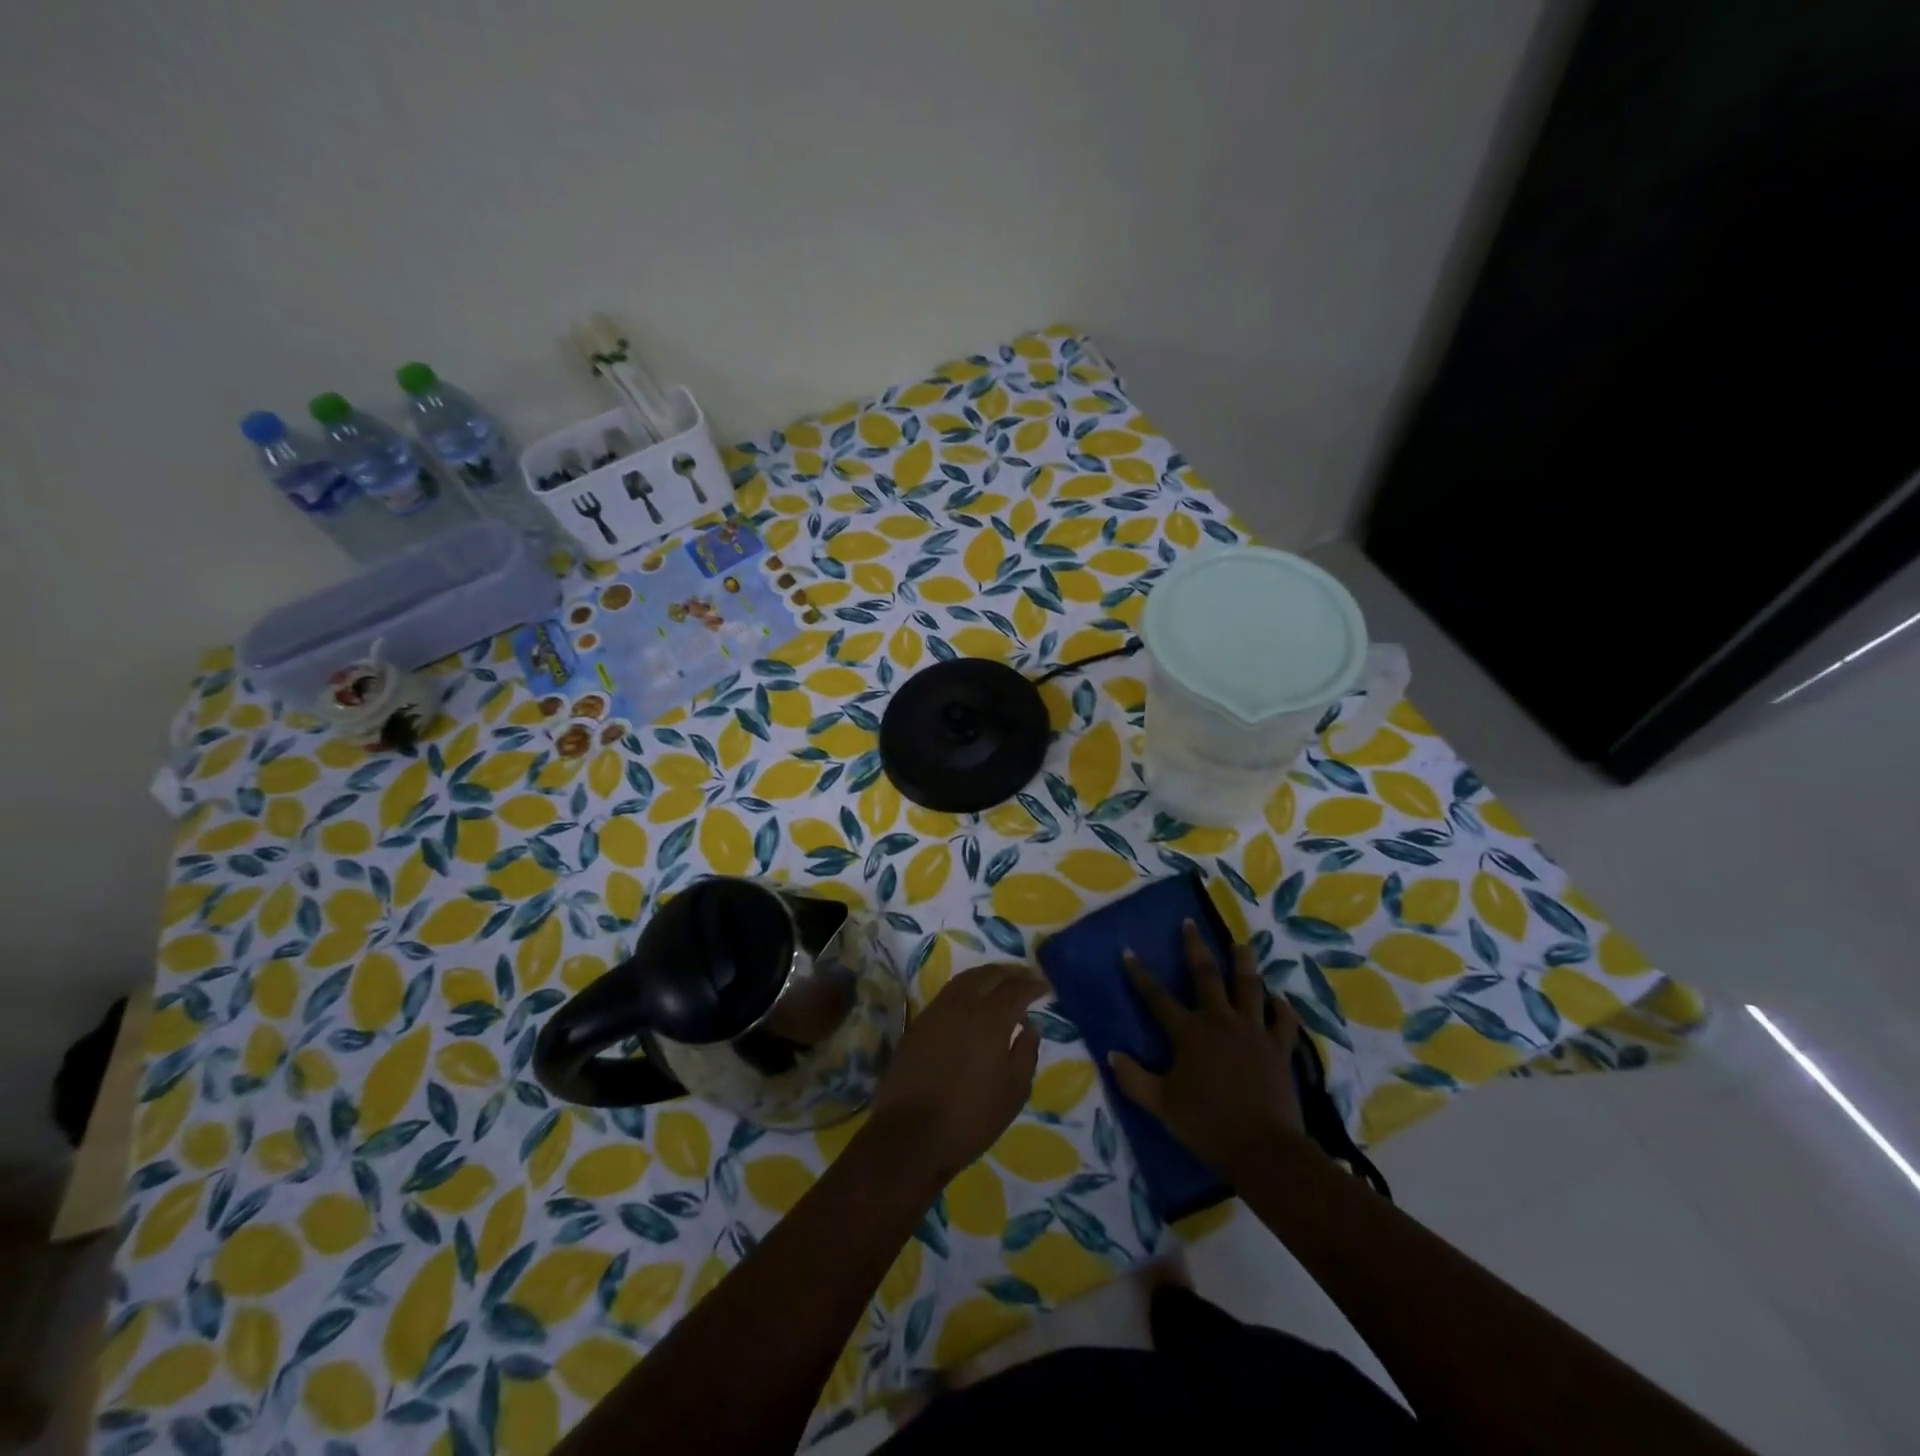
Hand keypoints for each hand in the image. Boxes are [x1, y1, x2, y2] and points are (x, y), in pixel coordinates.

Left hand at [869, 963, 1045, 1184]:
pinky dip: (966, 986)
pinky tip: (973, 998)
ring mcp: (937, 1011)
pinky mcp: (919, 1022)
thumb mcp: (1012, 1094)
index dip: (1033, 983)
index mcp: (990, 1021)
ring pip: (965, 979)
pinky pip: (948, 992)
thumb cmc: (970, 1119)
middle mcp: (962, 1006)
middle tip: (1026, 975)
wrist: (911, 1135)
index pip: (1015, 989)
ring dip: (987, 974)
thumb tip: (1031, 1025)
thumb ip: (1026, 1054)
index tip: (1045, 984)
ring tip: (1001, 980)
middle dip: (1011, 971)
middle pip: (989, 975)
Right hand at [1108, 920, 1305, 1175]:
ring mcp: (1254, 1032)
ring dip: (1243, 963)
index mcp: (1189, 1033)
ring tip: (1240, 944)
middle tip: (1190, 923)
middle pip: (1206, 976)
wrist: (1263, 1149)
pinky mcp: (1279, 1048)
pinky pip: (1284, 1022)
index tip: (1129, 952)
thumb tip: (1111, 1054)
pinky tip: (1280, 1000)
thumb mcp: (1160, 1104)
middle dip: (1195, 947)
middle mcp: (1220, 1021)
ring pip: (1249, 987)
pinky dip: (1282, 1009)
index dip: (1140, 975)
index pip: (1157, 997)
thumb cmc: (1206, 1124)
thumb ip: (1134, 1078)